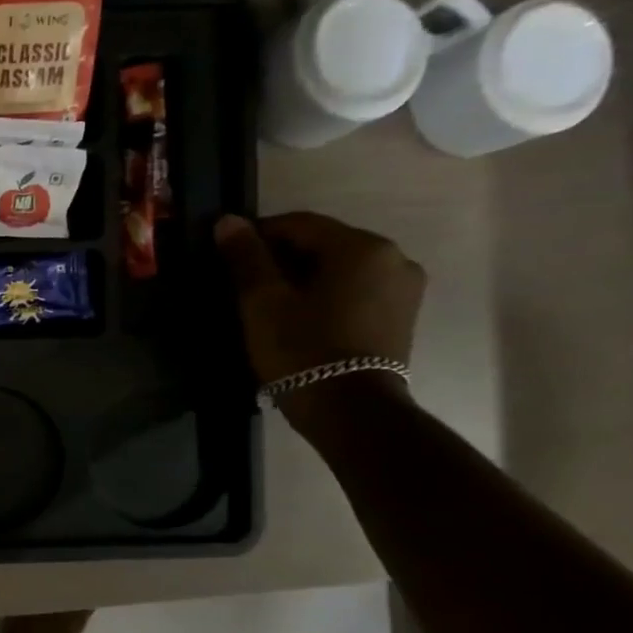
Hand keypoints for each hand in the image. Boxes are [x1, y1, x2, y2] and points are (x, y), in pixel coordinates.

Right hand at [214, 211, 424, 399]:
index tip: (228, 255)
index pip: (298, 224)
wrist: (351, 412)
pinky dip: (327, 296)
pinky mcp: (402, 317)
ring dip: (305, 278)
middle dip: (282, 258)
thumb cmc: (303, 350)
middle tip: (246, 284)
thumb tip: (227, 220)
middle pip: (323, 245)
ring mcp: (404, 289)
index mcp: (361, 247)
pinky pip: (356, 291)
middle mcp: (393, 258)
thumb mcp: (263, 302)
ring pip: (340, 269)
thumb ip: (246, 257)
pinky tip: (302, 318)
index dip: (258, 235)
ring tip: (272, 305)